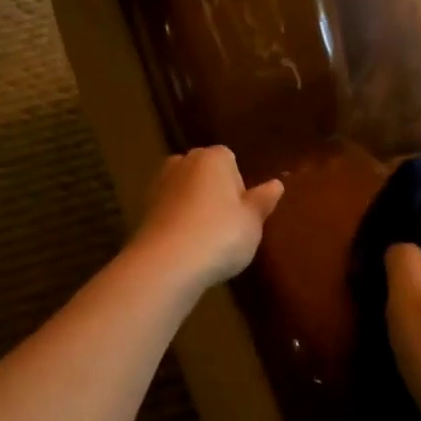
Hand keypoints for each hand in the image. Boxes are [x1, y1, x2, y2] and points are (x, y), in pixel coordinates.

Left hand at [131, 147, 283, 291]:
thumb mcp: (252, 221)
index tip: (243, 213)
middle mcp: (182, 163)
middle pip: (204, 174)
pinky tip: (186, 248)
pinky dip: (177, 224)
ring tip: (206, 241)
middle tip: (227, 227)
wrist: (167, 263)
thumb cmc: (221, 235)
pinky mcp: (143, 211)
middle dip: (214, 194)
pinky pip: (169, 213)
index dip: (239, 187)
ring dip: (194, 210)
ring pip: (184, 193)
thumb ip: (262, 201)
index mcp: (212, 157)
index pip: (230, 160)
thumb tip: (277, 184)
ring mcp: (158, 186)